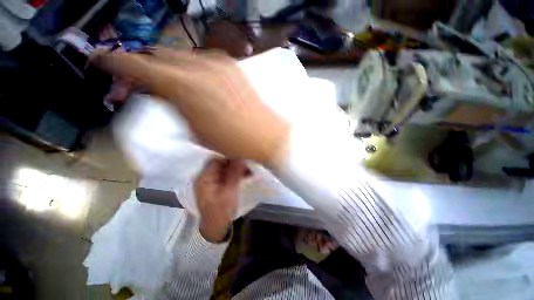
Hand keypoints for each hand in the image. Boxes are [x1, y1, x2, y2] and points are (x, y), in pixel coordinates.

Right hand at [92, 48, 288, 164]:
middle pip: (161, 57)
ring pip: (184, 58)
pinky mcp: (233, 68)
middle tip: (144, 80)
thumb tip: (167, 95)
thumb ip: (177, 107)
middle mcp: (199, 67)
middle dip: (148, 67)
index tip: (102, 60)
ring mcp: (219, 64)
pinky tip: (199, 84)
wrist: (265, 135)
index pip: (138, 66)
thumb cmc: (232, 141)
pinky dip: (194, 70)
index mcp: (184, 86)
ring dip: (173, 69)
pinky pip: (205, 63)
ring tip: (174, 84)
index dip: (116, 63)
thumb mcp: (196, 131)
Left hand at [194, 158, 248, 242]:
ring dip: (238, 167)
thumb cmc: (220, 211)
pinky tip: (247, 174)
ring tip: (251, 168)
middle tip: (249, 162)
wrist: (216, 227)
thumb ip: (234, 174)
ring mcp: (213, 180)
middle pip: (222, 162)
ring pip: (227, 168)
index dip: (230, 156)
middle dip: (236, 161)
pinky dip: (237, 173)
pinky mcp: (219, 183)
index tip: (243, 155)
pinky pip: (229, 174)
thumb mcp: (228, 192)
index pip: (217, 159)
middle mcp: (207, 176)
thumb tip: (241, 157)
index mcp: (205, 177)